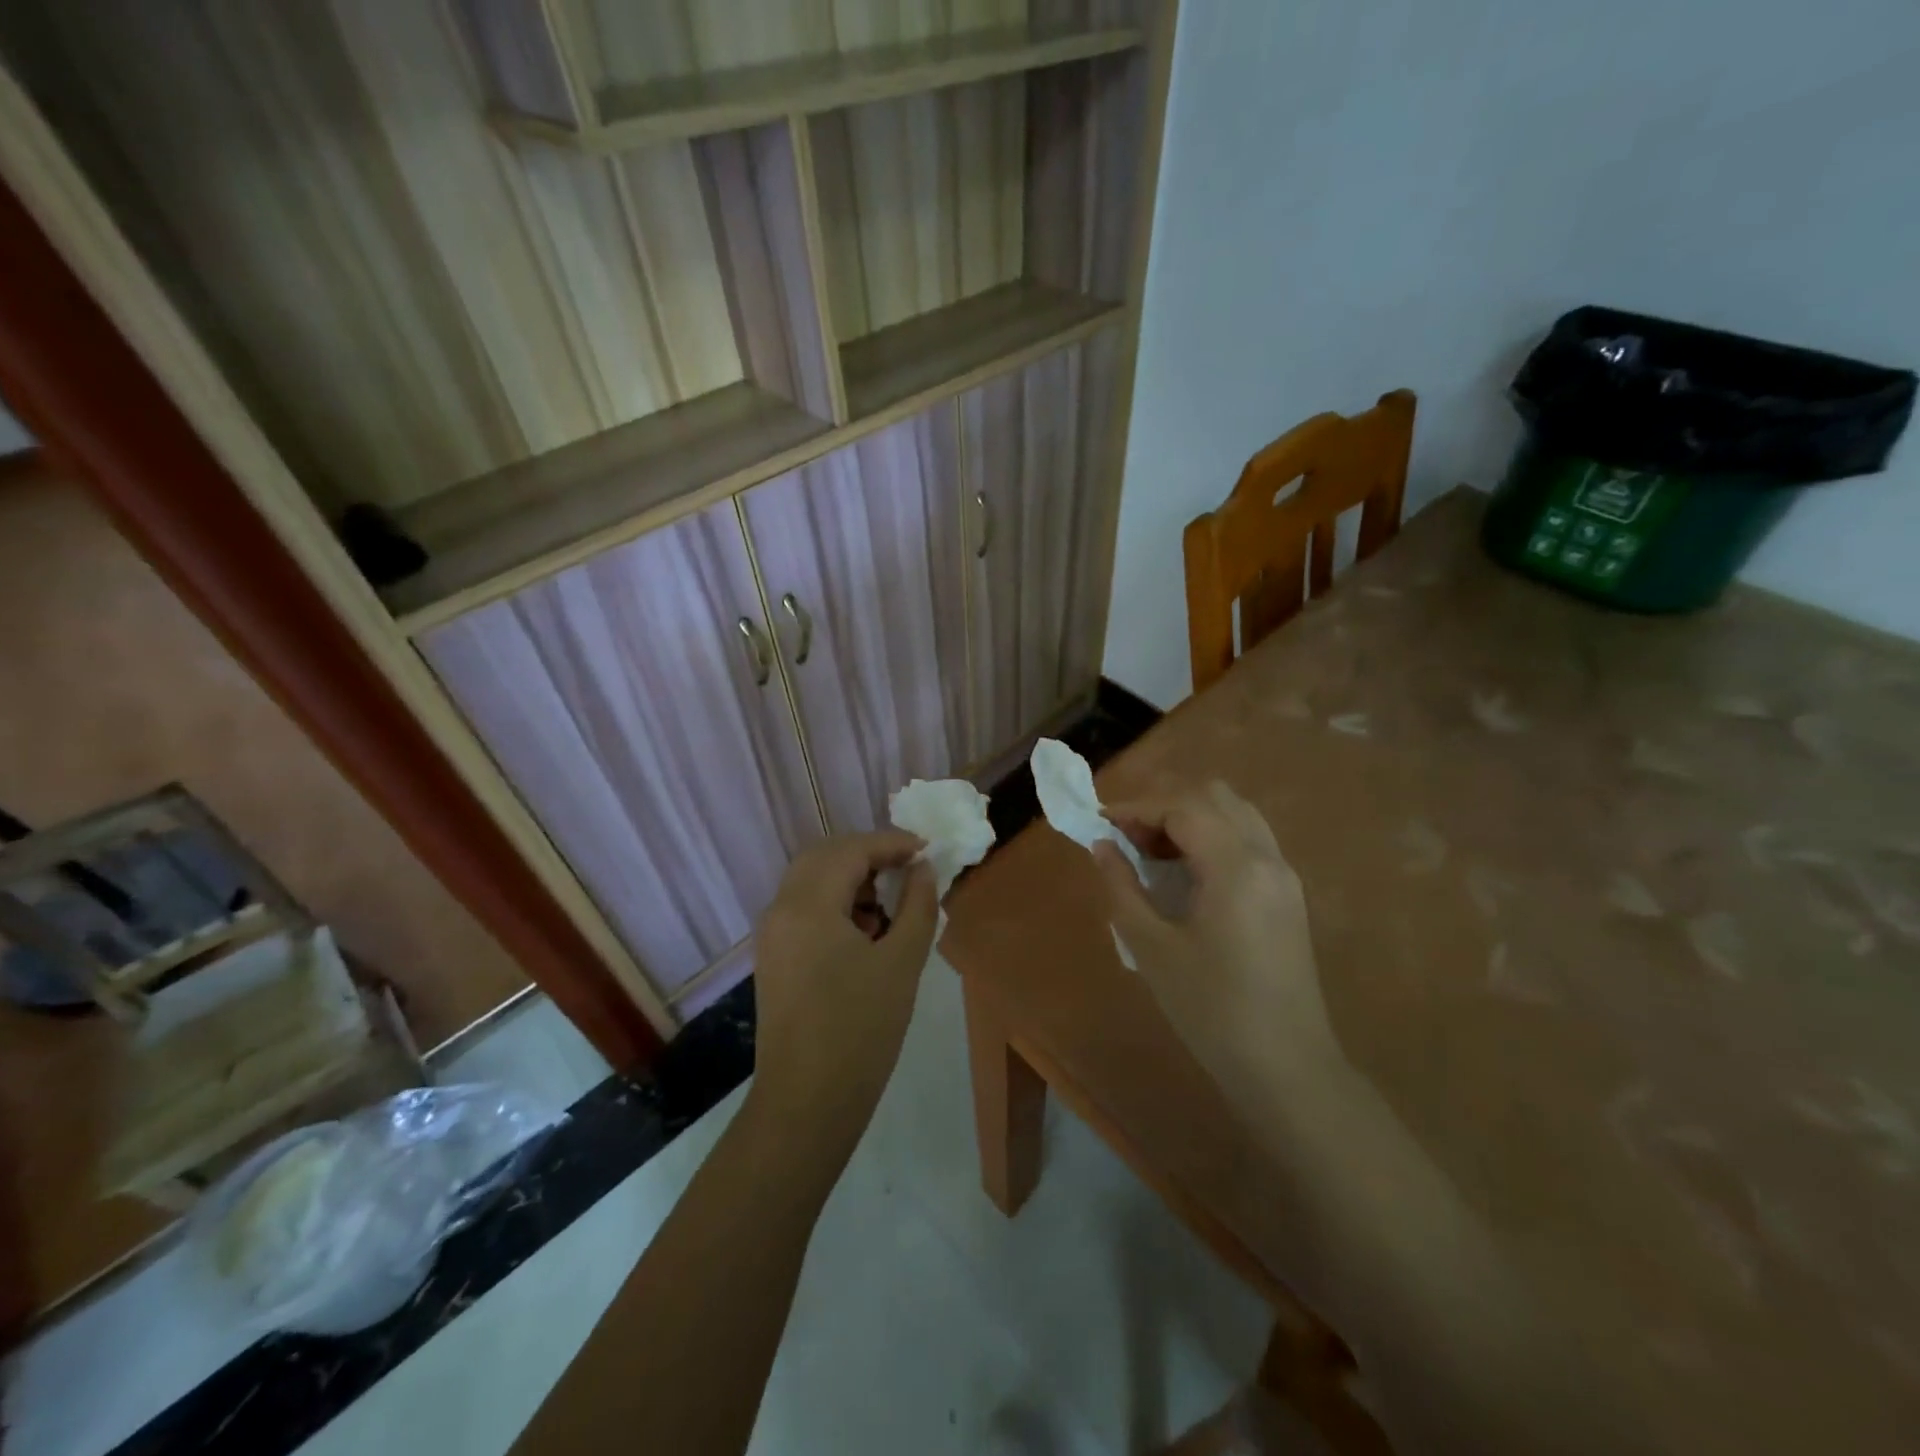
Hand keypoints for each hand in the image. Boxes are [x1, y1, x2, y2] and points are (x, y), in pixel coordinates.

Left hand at [750, 832, 937, 1151]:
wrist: (806, 1104)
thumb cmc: (861, 1030)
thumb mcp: (901, 963)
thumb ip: (918, 905)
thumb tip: (924, 869)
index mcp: (808, 904)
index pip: (851, 849)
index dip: (892, 843)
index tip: (928, 850)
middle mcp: (781, 909)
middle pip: (824, 856)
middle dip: (868, 855)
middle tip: (908, 869)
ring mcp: (772, 934)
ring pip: (811, 881)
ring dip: (851, 878)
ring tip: (891, 907)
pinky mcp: (773, 957)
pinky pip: (804, 908)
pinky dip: (835, 903)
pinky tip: (866, 934)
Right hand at [1093, 781, 1343, 1102]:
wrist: (1287, 1070)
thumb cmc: (1212, 1010)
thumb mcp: (1152, 949)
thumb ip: (1122, 887)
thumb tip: (1101, 845)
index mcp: (1236, 867)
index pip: (1183, 807)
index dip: (1137, 808)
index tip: (1101, 824)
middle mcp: (1267, 858)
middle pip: (1214, 797)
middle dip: (1165, 806)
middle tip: (1129, 838)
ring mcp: (1284, 876)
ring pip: (1236, 814)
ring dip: (1191, 818)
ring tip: (1153, 854)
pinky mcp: (1288, 896)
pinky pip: (1248, 841)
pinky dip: (1213, 838)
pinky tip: (1186, 875)